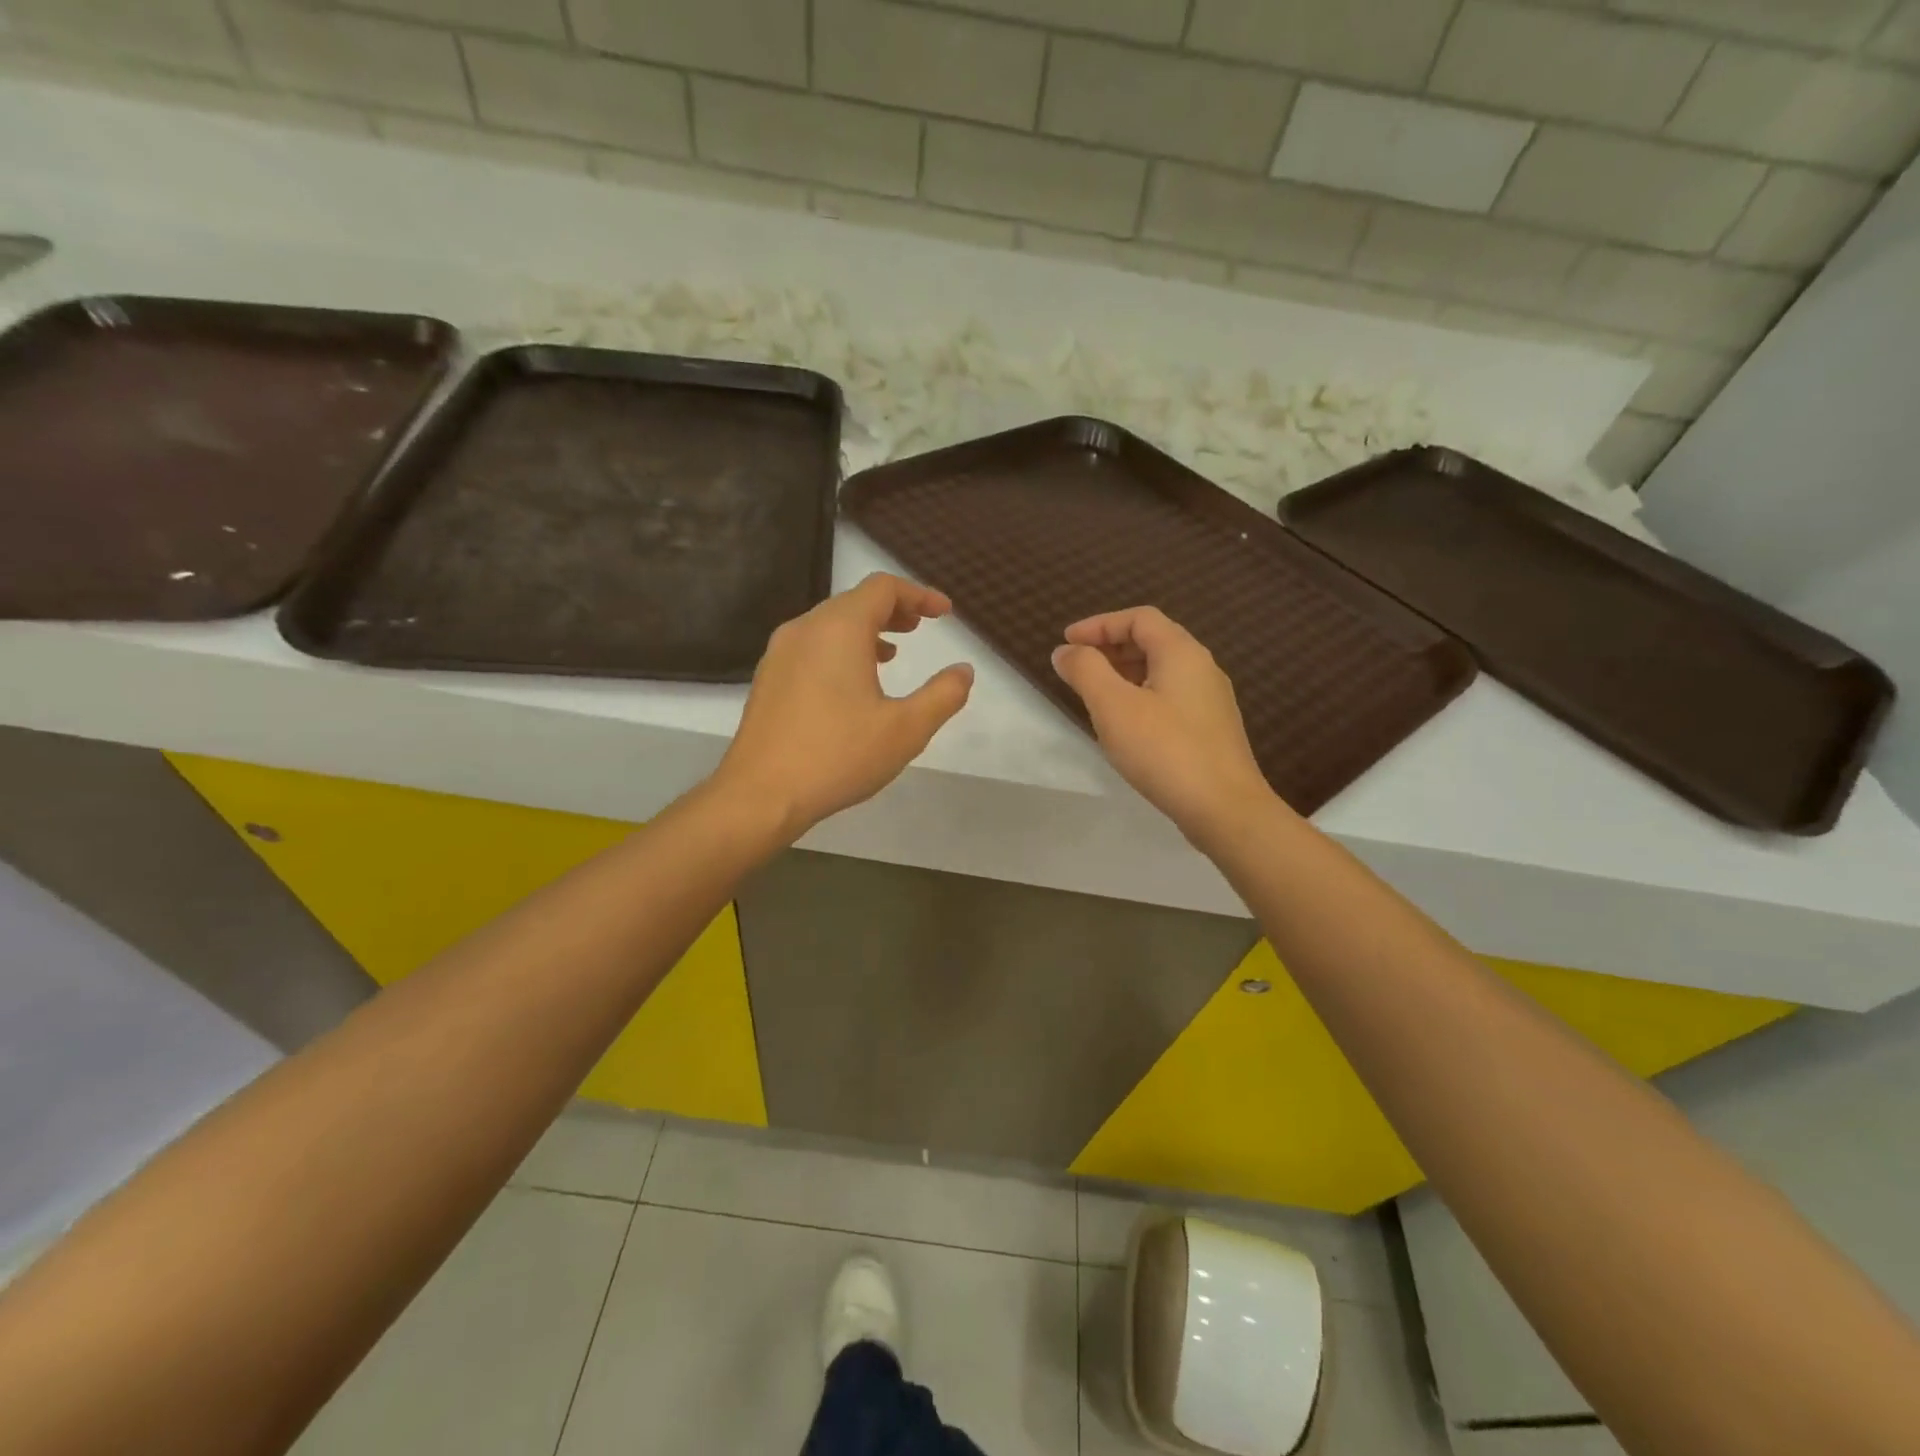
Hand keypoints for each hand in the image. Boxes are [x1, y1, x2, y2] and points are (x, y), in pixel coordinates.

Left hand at [713, 573, 973, 840]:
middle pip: (854, 601)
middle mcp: (805, 629)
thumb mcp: (905, 729)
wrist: (760, 794)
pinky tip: (852, 684)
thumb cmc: (838, 756)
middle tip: (920, 627)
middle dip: (892, 610)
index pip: (882, 588)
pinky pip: (811, 646)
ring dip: (866, 630)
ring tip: (892, 654)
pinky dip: (840, 649)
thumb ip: (942, 695)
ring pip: (830, 624)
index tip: (944, 613)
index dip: (918, 594)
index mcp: (839, 629)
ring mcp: (780, 653)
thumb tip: (964, 671)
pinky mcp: (768, 678)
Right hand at [1051, 607, 1278, 842]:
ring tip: (1094, 694)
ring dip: (1124, 673)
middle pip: (1152, 640)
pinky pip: (1169, 696)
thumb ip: (1086, 671)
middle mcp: (1202, 667)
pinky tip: (1125, 723)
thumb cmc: (1165, 750)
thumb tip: (1066, 651)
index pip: (1138, 618)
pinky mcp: (1210, 729)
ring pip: (1161, 671)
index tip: (1066, 642)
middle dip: (1110, 647)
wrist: (1224, 809)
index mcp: (1181, 652)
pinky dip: (1140, 695)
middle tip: (1077, 667)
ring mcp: (1210, 700)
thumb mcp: (1113, 706)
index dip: (1099, 624)